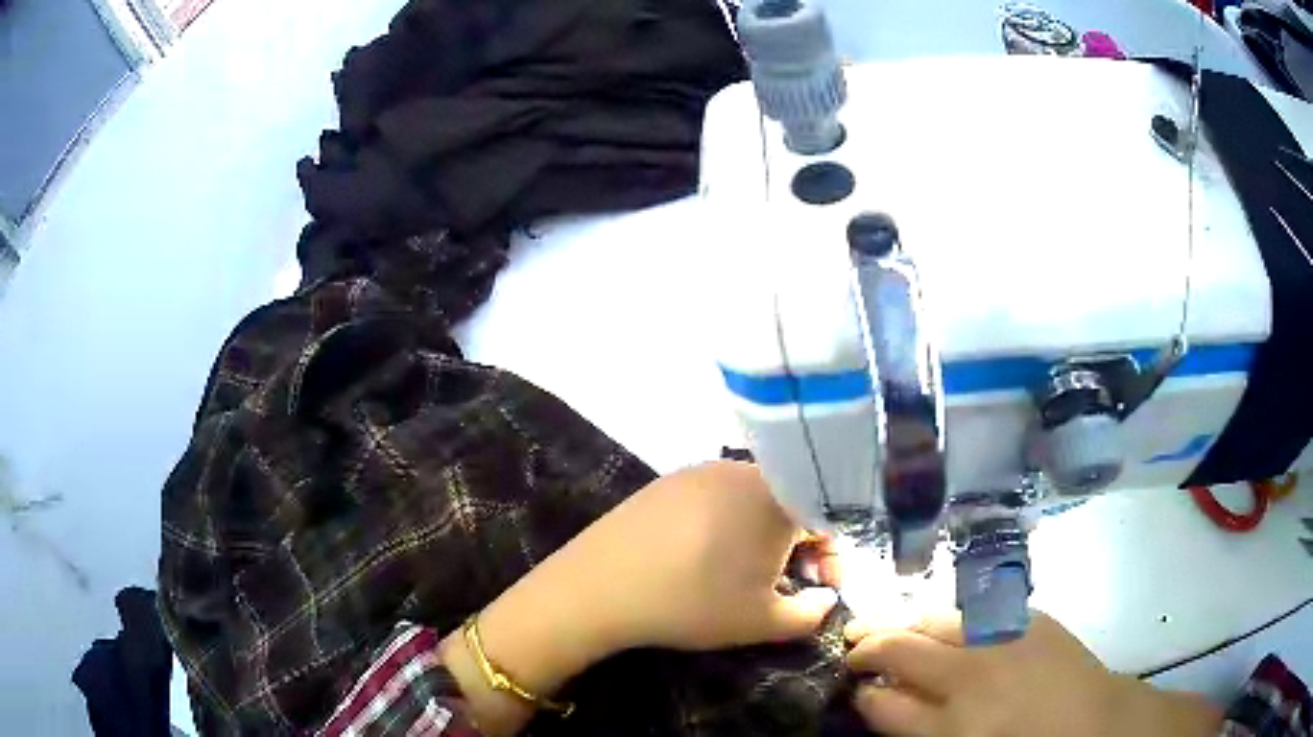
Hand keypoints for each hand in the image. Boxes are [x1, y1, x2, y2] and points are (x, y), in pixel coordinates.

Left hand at [441, 461, 839, 734]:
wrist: (600, 586)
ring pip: (755, 497)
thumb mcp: (763, 621)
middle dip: (799, 544)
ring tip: (743, 571)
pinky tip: (704, 555)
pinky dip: (728, 522)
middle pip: (793, 501)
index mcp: (778, 496)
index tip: (818, 586)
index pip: (828, 516)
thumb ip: (812, 613)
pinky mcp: (669, 479)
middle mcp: (744, 469)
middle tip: (783, 582)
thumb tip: (825, 597)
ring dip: (764, 532)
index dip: (832, 555)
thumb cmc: (693, 604)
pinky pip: (718, 496)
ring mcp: (701, 469)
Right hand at [845, 612, 1221, 736]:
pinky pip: (977, 610)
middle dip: (869, 646)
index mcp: (953, 725)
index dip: (862, 691)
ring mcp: (1005, 640)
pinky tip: (944, 621)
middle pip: (902, 649)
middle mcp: (972, 677)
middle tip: (854, 645)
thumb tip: (880, 699)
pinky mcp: (1031, 618)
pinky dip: (950, 615)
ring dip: (906, 621)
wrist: (1096, 724)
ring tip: (890, 625)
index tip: (855, 686)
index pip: (883, 702)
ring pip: (936, 618)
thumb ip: (916, 726)